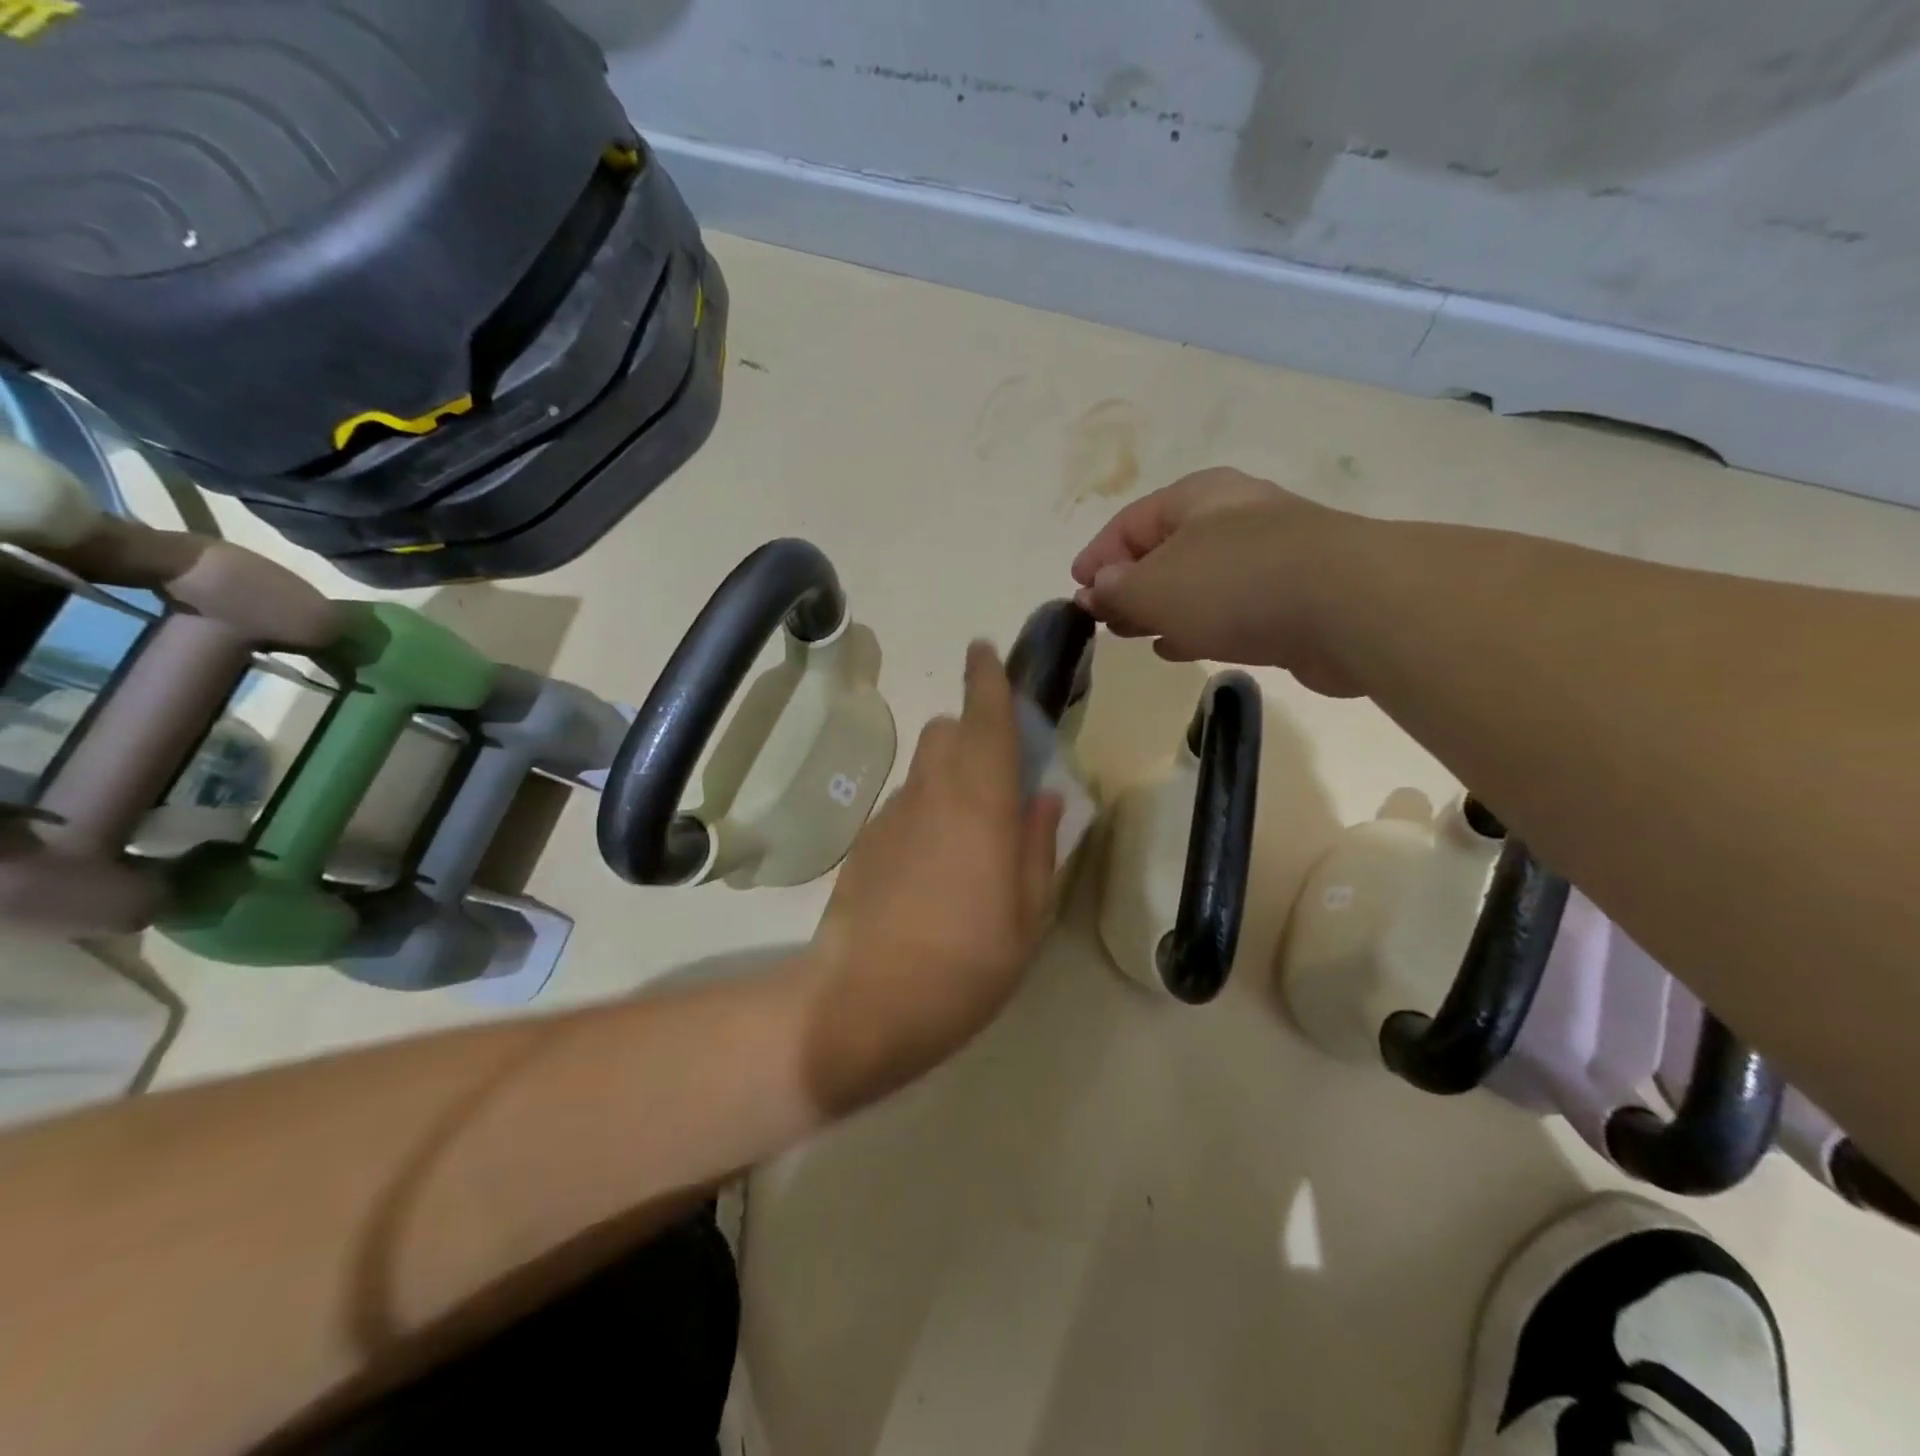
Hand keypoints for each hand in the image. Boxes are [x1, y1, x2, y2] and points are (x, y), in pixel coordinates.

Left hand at [802, 642, 1063, 1110]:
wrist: (859, 1004)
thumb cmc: (963, 967)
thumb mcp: (1026, 918)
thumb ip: (1039, 847)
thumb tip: (1046, 798)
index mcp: (982, 806)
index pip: (986, 721)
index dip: (987, 680)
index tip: (984, 650)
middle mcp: (933, 795)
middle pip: (947, 732)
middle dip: (972, 729)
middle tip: (1000, 769)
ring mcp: (892, 817)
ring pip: (924, 768)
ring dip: (950, 771)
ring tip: (970, 828)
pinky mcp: (865, 843)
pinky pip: (905, 804)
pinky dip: (926, 808)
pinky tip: (933, 863)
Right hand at [1071, 467, 1365, 695]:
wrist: (1349, 606)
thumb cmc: (1234, 582)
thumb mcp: (1154, 586)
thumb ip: (1116, 589)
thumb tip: (1095, 590)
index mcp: (1196, 499)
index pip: (1130, 522)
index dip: (1098, 556)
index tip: (1076, 591)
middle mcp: (1232, 518)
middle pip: (1164, 550)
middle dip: (1128, 584)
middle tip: (1102, 618)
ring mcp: (1267, 557)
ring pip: (1195, 582)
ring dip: (1160, 607)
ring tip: (1132, 634)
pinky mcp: (1291, 598)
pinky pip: (1227, 609)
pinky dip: (1195, 624)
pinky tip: (1176, 647)